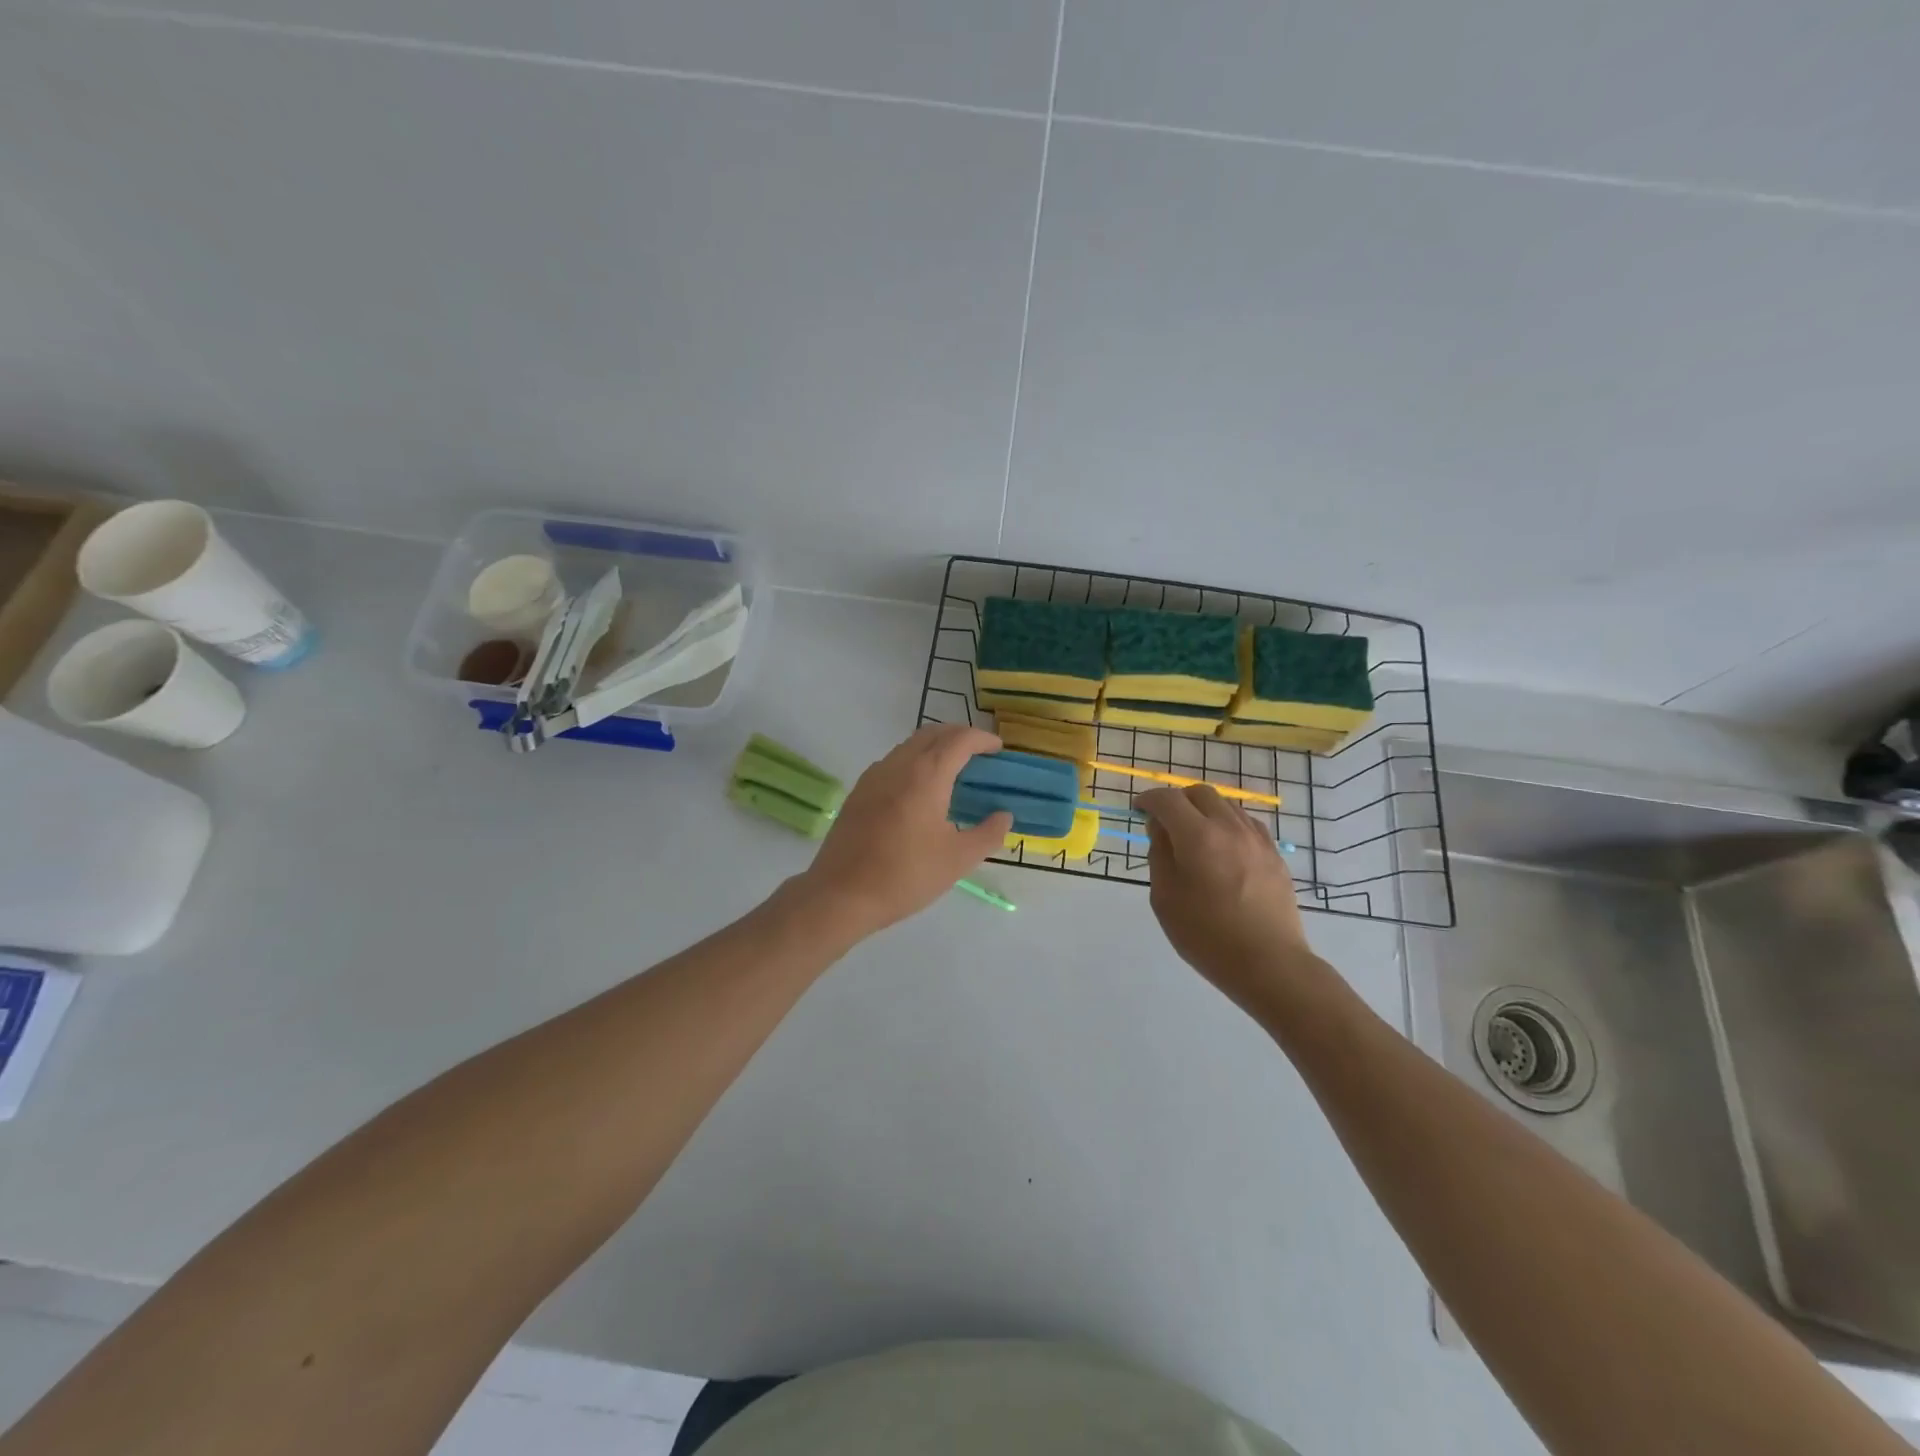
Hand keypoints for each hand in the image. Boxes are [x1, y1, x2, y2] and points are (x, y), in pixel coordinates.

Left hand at [799, 725, 1012, 937]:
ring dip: (935, 746)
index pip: (960, 740)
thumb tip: (1004, 815)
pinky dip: (915, 760)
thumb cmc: (905, 875)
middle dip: (959, 736)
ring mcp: (874, 775)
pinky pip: (893, 761)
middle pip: (933, 733)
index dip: (982, 739)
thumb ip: (988, 833)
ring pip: (910, 745)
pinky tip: (920, 789)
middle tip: (979, 754)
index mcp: (926, 775)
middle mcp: (899, 765)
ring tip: (953, 769)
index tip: (998, 749)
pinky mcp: (859, 791)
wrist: (841, 894)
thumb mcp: (958, 860)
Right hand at [1136, 785, 1314, 1012]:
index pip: (1167, 800)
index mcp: (1198, 837)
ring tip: (1193, 836)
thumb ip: (1159, 855)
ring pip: (1226, 805)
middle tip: (1164, 822)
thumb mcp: (1165, 898)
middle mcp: (1229, 828)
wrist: (1269, 964)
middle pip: (1199, 793)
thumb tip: (1160, 828)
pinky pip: (1246, 823)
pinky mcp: (1274, 854)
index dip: (1148, 800)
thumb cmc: (1207, 936)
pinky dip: (1227, 824)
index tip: (1138, 810)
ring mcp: (1257, 839)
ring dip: (1203, 811)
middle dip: (1177, 800)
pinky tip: (1222, 848)